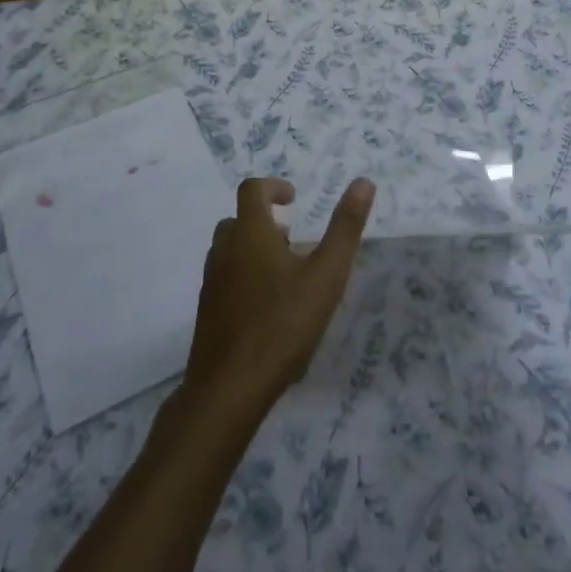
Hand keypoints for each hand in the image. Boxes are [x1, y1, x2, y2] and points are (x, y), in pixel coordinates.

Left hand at [183, 177, 373, 416]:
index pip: (252, 190)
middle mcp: (224, 251)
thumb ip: (345, 228)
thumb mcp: (326, 275)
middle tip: (291, 239)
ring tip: (284, 274)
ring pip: (229, 251)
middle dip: (264, 221)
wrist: (228, 389)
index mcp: (249, 234)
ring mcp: (211, 283)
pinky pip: (224, 280)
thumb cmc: (283, 325)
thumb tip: (364, 182)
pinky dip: (243, 277)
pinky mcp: (206, 313)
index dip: (273, 187)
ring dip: (253, 250)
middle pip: (238, 220)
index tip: (294, 199)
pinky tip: (267, 309)